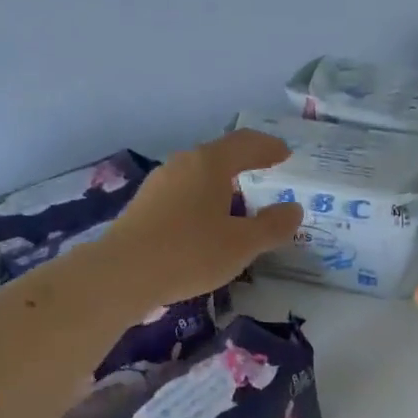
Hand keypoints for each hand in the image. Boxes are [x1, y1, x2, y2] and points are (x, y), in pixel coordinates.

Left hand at [103, 130, 302, 305]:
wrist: (124, 274)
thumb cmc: (191, 252)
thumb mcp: (242, 244)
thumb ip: (272, 226)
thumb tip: (293, 210)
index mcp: (209, 164)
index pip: (245, 144)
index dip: (268, 148)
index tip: (285, 154)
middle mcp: (181, 165)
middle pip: (218, 157)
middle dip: (243, 165)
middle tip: (263, 176)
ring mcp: (158, 185)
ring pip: (197, 177)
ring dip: (220, 186)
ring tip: (236, 205)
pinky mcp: (143, 207)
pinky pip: (182, 196)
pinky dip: (201, 203)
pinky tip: (204, 225)